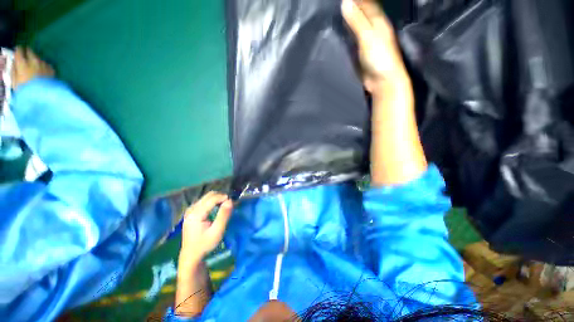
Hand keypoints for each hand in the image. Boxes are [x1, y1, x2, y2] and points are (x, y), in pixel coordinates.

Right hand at [12, 47, 54, 89]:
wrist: (43, 97)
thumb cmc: (26, 90)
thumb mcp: (14, 81)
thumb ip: (13, 70)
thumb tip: (14, 63)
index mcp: (22, 63)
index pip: (18, 51)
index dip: (17, 51)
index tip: (17, 53)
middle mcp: (33, 61)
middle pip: (30, 52)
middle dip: (27, 53)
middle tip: (25, 58)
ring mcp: (44, 65)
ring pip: (38, 58)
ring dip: (35, 60)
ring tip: (34, 68)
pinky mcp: (51, 69)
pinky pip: (46, 65)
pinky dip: (43, 67)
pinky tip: (42, 73)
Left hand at [179, 192, 232, 265]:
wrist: (191, 255)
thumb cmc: (205, 244)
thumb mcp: (217, 231)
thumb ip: (223, 215)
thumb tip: (230, 201)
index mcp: (196, 213)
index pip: (212, 198)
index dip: (224, 197)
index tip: (233, 202)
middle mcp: (191, 209)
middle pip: (209, 195)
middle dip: (221, 197)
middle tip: (229, 204)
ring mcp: (190, 210)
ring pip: (206, 197)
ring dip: (217, 198)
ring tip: (224, 206)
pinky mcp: (191, 212)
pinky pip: (204, 201)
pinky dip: (212, 201)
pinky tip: (217, 208)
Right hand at [341, 0, 408, 95]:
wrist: (382, 81)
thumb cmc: (379, 57)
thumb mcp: (368, 36)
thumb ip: (357, 20)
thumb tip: (345, 1)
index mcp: (378, 20)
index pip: (366, 3)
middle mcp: (373, 29)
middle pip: (361, 14)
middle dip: (351, 8)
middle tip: (337, 6)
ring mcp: (367, 42)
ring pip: (356, 27)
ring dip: (348, 21)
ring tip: (335, 16)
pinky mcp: (361, 54)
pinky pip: (353, 40)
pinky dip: (347, 36)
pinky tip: (340, 35)